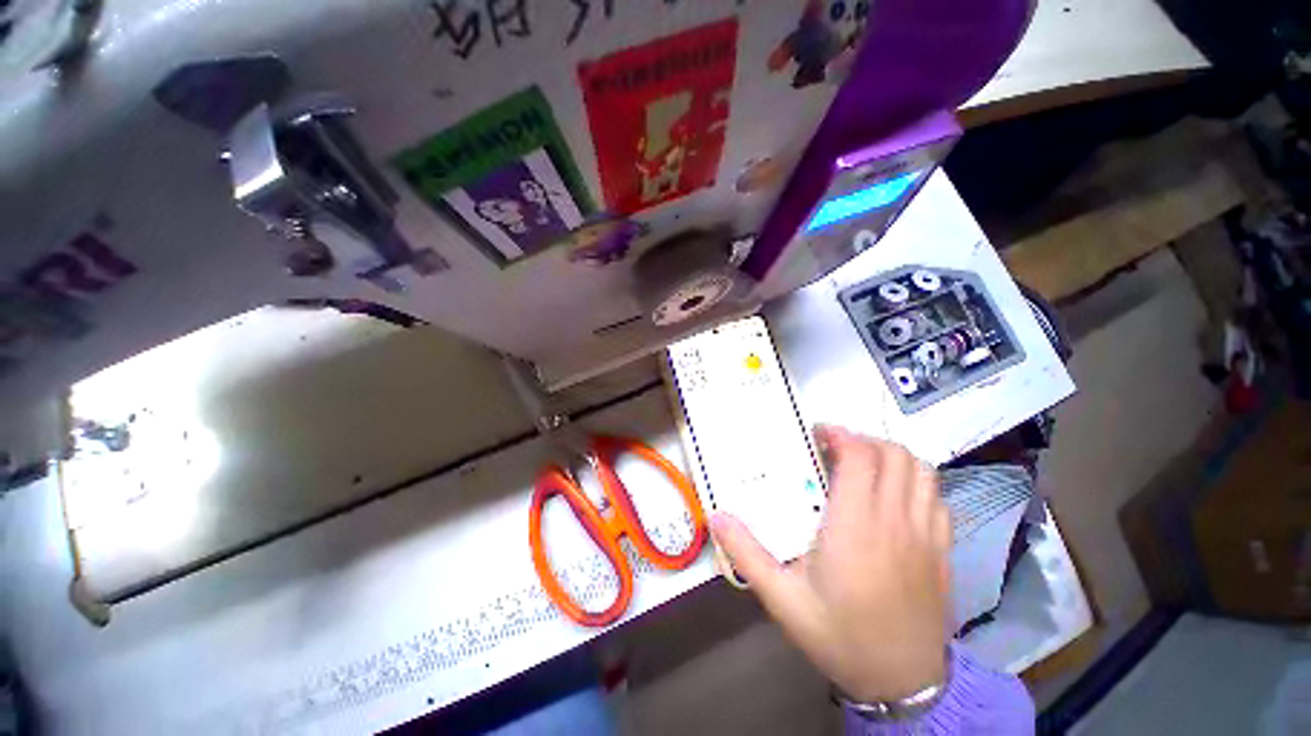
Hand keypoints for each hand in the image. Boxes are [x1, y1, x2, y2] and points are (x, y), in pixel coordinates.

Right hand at [710, 426, 950, 702]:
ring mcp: (926, 534)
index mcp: (856, 527)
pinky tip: (894, 495)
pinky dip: (915, 481)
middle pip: (893, 455)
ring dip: (891, 456)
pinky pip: (936, 496)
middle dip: (864, 440)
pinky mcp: (942, 549)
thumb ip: (748, 554)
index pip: (860, 458)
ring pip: (920, 471)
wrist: (903, 685)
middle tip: (836, 448)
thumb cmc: (840, 637)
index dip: (841, 435)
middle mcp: (896, 521)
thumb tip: (716, 517)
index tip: (818, 434)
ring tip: (864, 465)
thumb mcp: (783, 600)